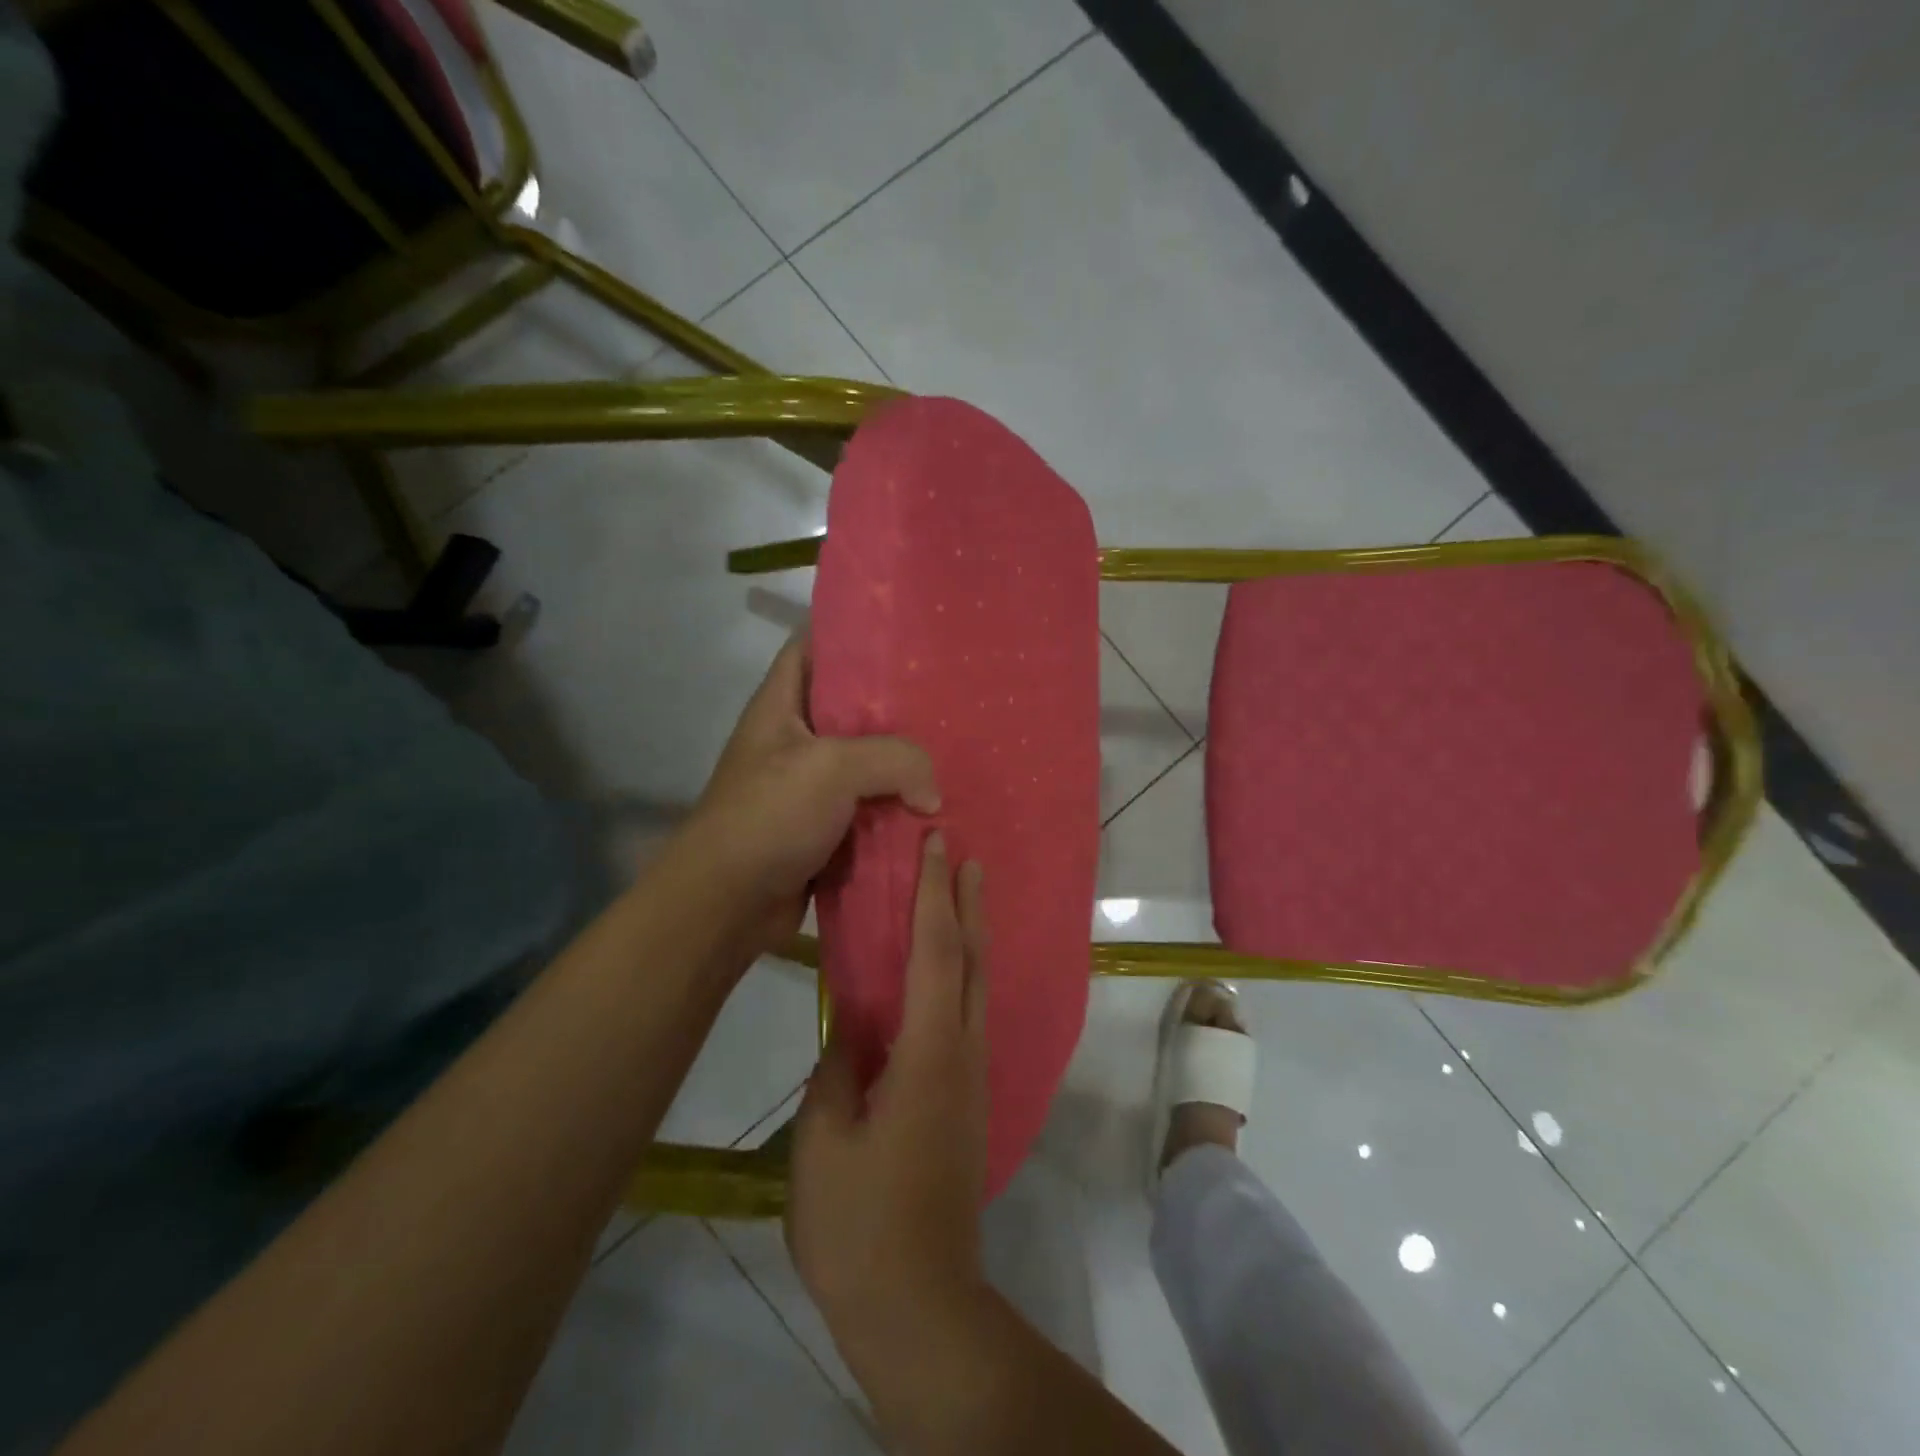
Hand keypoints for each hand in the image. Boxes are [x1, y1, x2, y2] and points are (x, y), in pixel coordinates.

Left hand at [676, 634, 939, 940]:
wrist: (727, 904)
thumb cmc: (769, 816)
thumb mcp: (832, 769)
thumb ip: (894, 760)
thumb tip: (932, 797)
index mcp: (781, 706)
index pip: (811, 648)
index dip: (850, 635)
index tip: (902, 635)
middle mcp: (794, 740)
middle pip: (849, 709)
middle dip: (895, 707)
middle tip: (946, 699)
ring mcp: (808, 787)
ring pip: (865, 763)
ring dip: (902, 766)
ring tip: (953, 752)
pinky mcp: (823, 829)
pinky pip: (868, 809)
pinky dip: (896, 811)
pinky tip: (935, 808)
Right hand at [786, 831, 989, 1359]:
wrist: (919, 1303)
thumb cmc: (860, 1223)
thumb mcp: (824, 1140)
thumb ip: (838, 1069)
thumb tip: (850, 1025)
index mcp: (928, 1053)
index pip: (935, 954)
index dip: (934, 896)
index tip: (935, 849)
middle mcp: (962, 1052)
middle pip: (970, 960)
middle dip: (967, 903)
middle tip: (963, 856)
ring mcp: (970, 1077)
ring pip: (976, 986)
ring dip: (970, 935)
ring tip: (963, 896)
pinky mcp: (966, 1099)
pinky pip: (968, 1014)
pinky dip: (962, 974)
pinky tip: (946, 975)